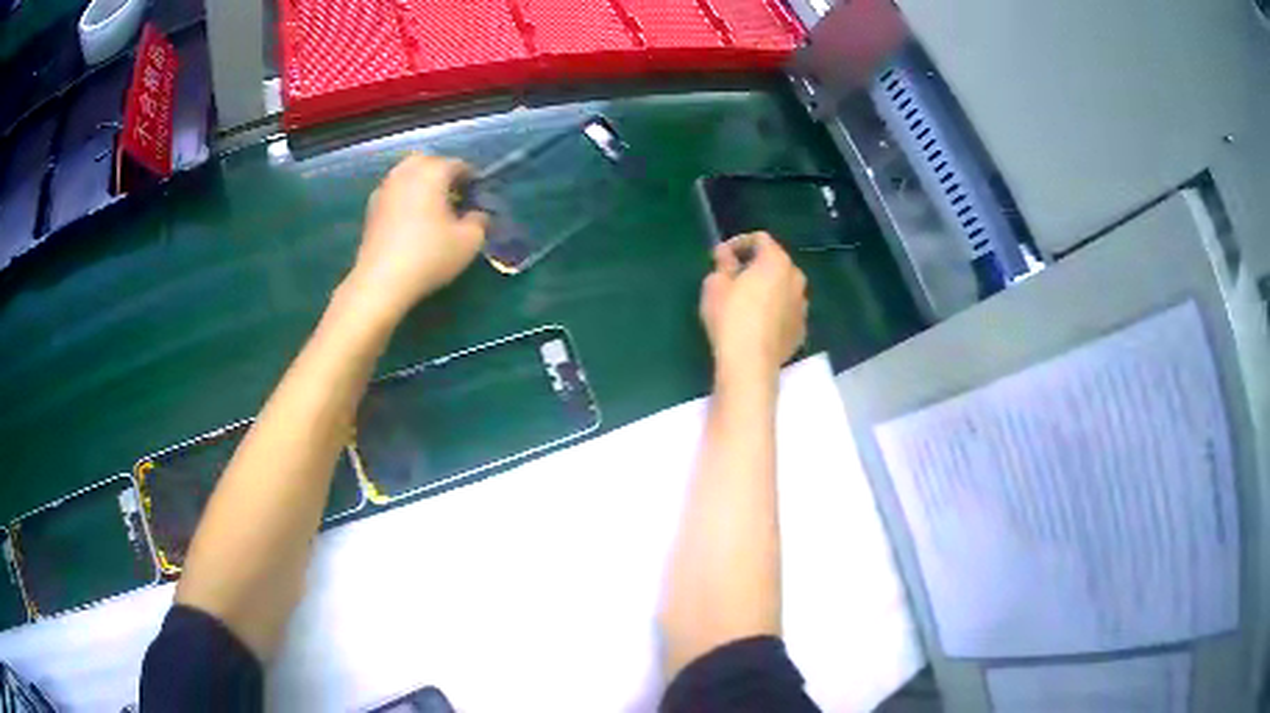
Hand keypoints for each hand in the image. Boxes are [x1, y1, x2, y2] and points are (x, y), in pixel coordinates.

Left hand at [342, 155, 487, 322]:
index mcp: (432, 172)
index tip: (477, 198)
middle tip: (453, 197)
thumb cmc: (429, 256)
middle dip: (442, 174)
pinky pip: (394, 192)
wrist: (381, 281)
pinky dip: (405, 198)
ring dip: (421, 184)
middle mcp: (406, 172)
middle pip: (428, 162)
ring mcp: (385, 188)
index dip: (472, 179)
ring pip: (407, 175)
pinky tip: (411, 221)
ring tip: (432, 209)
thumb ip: (480, 221)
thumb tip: (477, 214)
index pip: (458, 164)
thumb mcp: (469, 242)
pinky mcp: (371, 208)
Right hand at [699, 232, 807, 384]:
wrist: (750, 362)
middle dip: (755, 266)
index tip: (721, 256)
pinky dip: (774, 312)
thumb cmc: (730, 316)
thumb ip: (723, 264)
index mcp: (777, 261)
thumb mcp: (715, 285)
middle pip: (775, 263)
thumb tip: (726, 256)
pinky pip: (786, 312)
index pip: (760, 239)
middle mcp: (796, 279)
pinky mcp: (801, 331)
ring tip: (745, 302)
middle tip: (733, 278)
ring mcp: (802, 306)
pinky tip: (757, 324)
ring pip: (783, 289)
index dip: (738, 243)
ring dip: (767, 289)